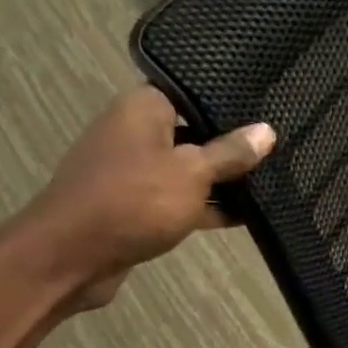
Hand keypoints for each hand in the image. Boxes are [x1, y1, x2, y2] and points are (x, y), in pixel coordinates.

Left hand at [27, 87, 274, 307]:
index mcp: (143, 109)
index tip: (265, 107)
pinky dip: (205, 205)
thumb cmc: (134, 200)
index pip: (191, 91)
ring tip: (270, 180)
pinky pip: (179, 198)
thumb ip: (230, 153)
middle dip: (231, 143)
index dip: (227, 100)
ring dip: (221, 179)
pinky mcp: (136, 205)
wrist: (71, 256)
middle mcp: (135, 132)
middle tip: (276, 146)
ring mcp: (134, 171)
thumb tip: (266, 131)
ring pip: (188, 168)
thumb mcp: (192, 172)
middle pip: (193, 130)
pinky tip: (244, 215)